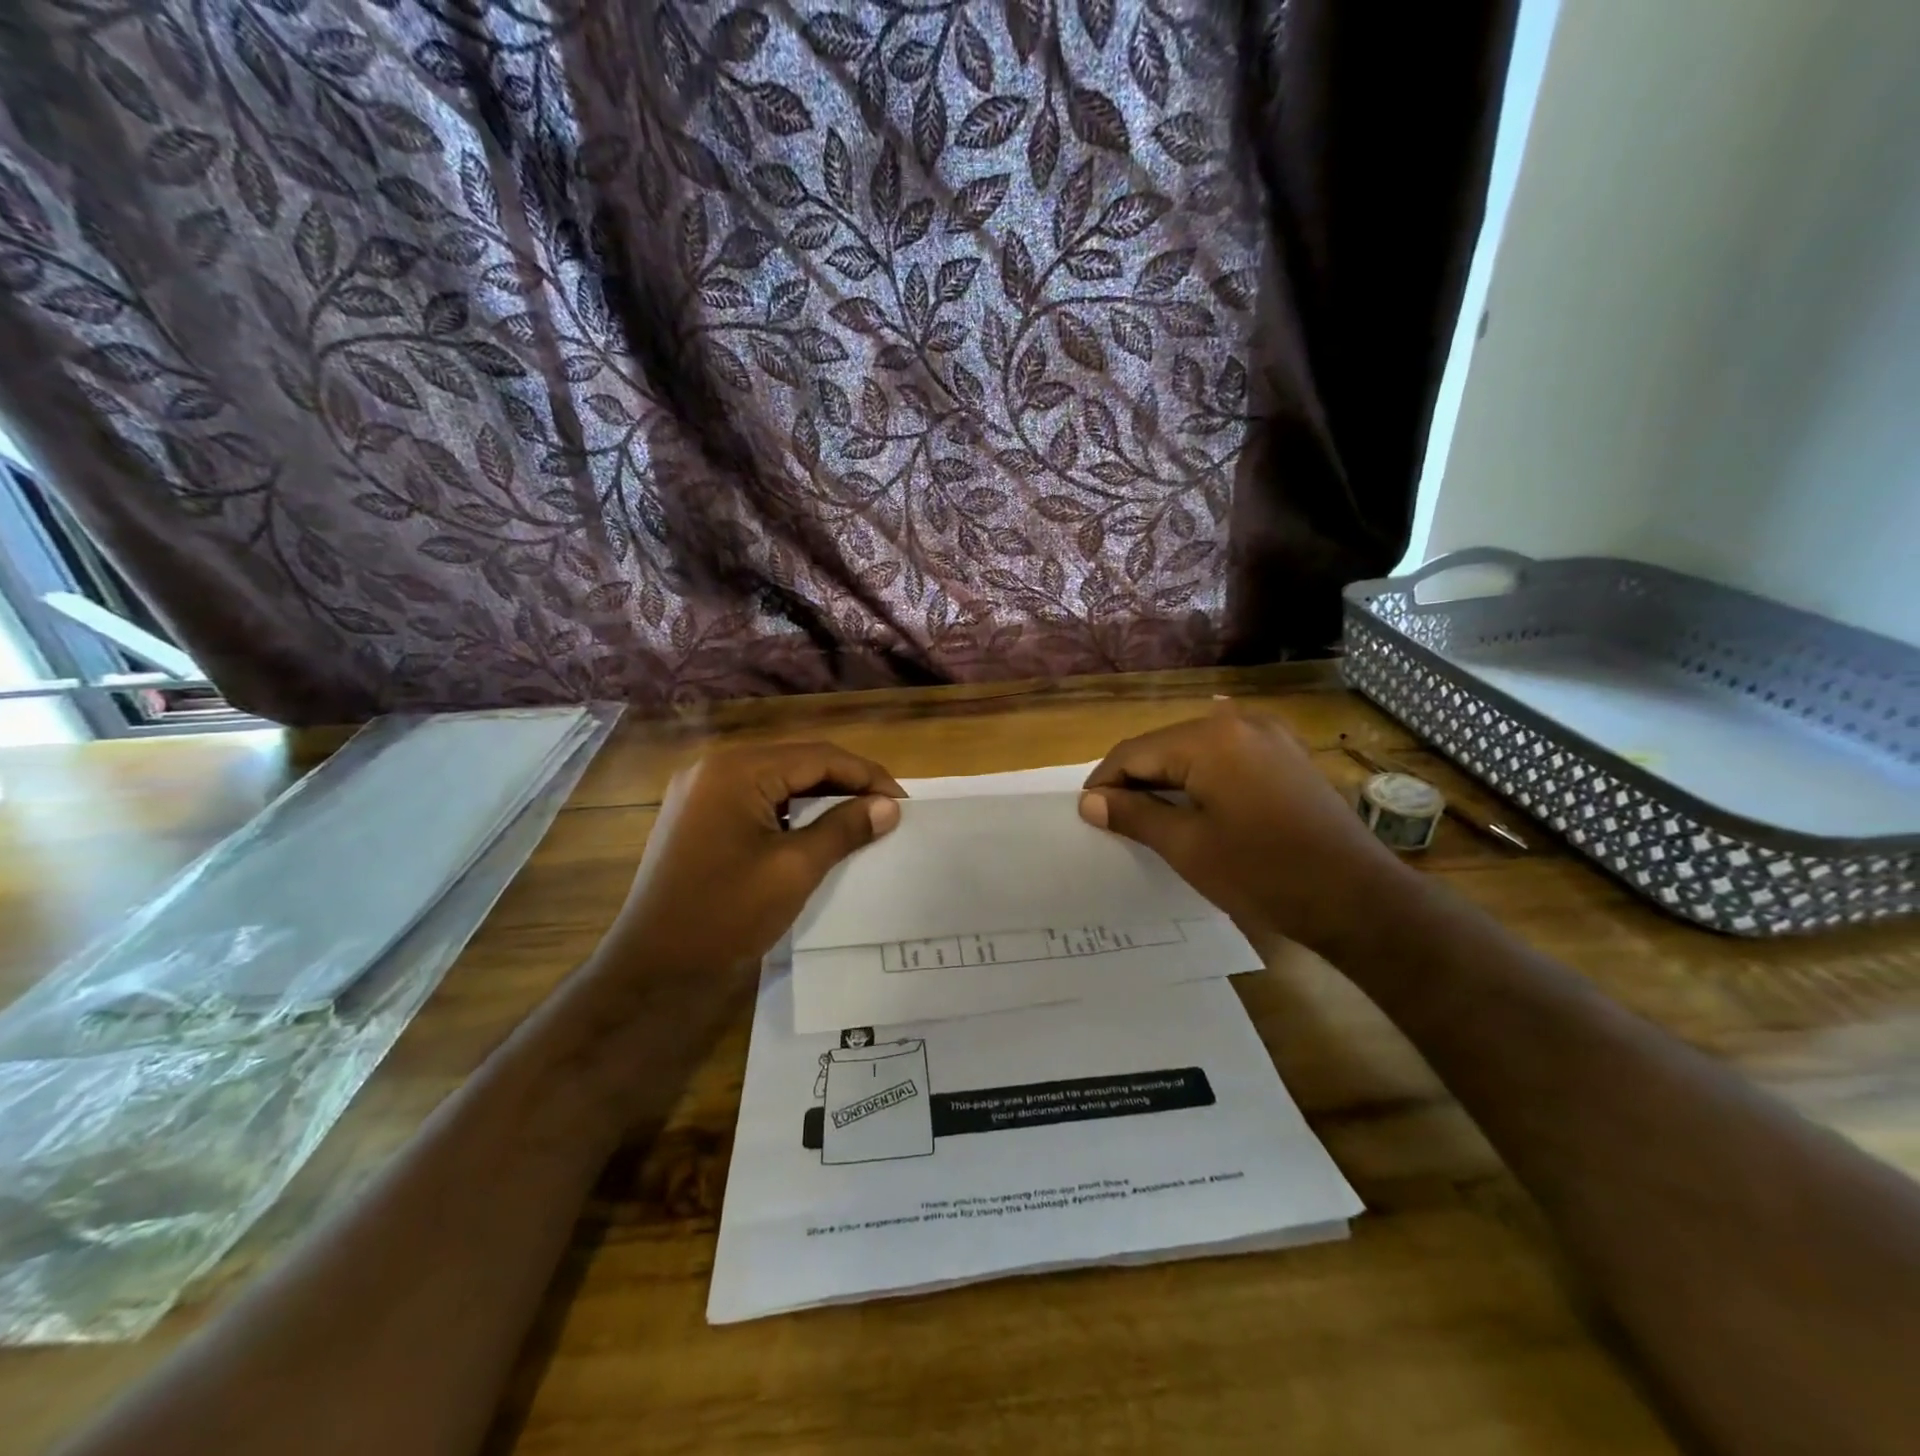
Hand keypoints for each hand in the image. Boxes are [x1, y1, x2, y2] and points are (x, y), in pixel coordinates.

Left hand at [603, 742, 903, 981]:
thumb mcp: (794, 869)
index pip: (817, 756)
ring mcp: (702, 793)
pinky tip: (818, 830)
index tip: (903, 801)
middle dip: (846, 783)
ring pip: (779, 781)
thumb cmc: (725, 915)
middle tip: (887, 809)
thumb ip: (844, 829)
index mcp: (736, 770)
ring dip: (821, 797)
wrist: (653, 970)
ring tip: (861, 818)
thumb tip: (889, 806)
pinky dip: (793, 812)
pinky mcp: (700, 817)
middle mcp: (715, 768)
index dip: (866, 775)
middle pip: (797, 762)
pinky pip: (758, 801)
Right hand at [1078, 705, 1409, 949]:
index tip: (1087, 814)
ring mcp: (1269, 735)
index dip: (1105, 782)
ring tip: (1149, 816)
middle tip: (1115, 819)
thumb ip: (1134, 815)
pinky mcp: (1287, 755)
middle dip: (1135, 779)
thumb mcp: (1187, 847)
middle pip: (1165, 745)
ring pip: (1195, 750)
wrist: (1357, 899)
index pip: (1135, 752)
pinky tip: (1195, 806)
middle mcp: (1239, 722)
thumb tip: (1090, 801)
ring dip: (1167, 779)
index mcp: (1210, 738)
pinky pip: (1227, 756)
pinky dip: (1202, 777)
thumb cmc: (1263, 874)